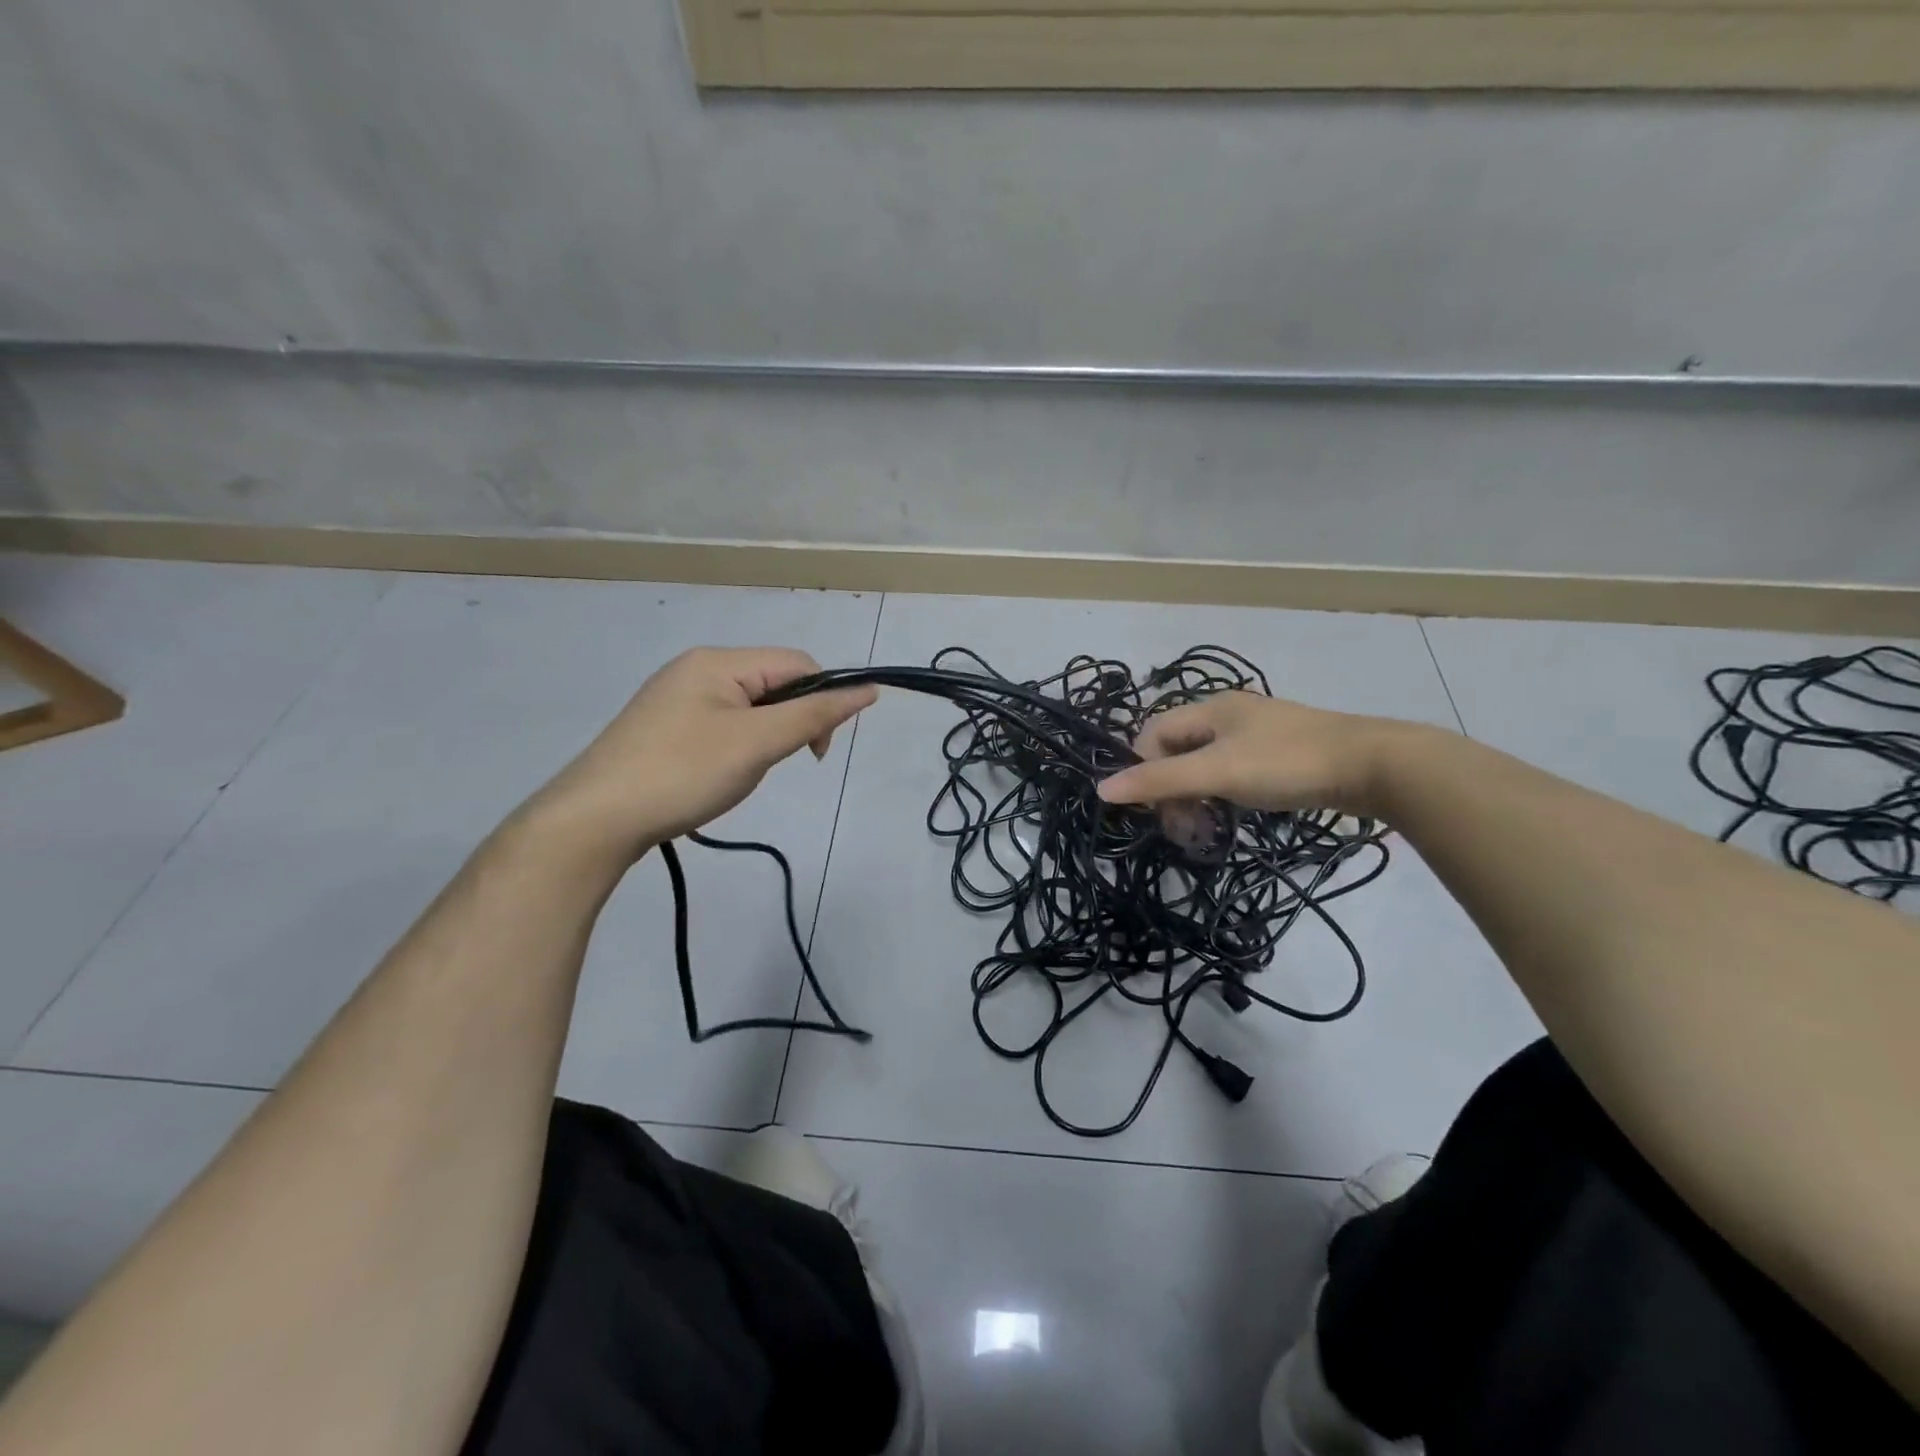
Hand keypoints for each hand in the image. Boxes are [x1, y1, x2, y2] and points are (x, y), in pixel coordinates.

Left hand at [531, 646, 876, 860]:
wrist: (594, 820)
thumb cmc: (683, 773)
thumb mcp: (757, 744)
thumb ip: (814, 715)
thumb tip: (868, 689)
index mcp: (718, 661)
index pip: (797, 663)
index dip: (823, 700)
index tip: (817, 752)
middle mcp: (696, 669)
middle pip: (772, 683)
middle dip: (789, 722)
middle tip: (775, 765)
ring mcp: (675, 699)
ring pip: (749, 708)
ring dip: (764, 738)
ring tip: (741, 774)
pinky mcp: (663, 728)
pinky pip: (722, 725)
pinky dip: (737, 748)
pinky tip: (719, 775)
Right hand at [1096, 691, 1417, 817]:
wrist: (1374, 766)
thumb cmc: (1287, 764)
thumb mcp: (1217, 773)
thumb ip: (1159, 782)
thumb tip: (1102, 790)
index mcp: (1209, 708)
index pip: (1152, 734)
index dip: (1143, 771)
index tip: (1158, 810)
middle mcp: (1228, 715)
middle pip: (1177, 752)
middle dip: (1171, 792)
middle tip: (1184, 831)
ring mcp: (1256, 734)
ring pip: (1205, 765)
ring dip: (1195, 799)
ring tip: (1206, 832)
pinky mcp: (1279, 755)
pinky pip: (1231, 773)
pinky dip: (1222, 797)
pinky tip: (1233, 817)